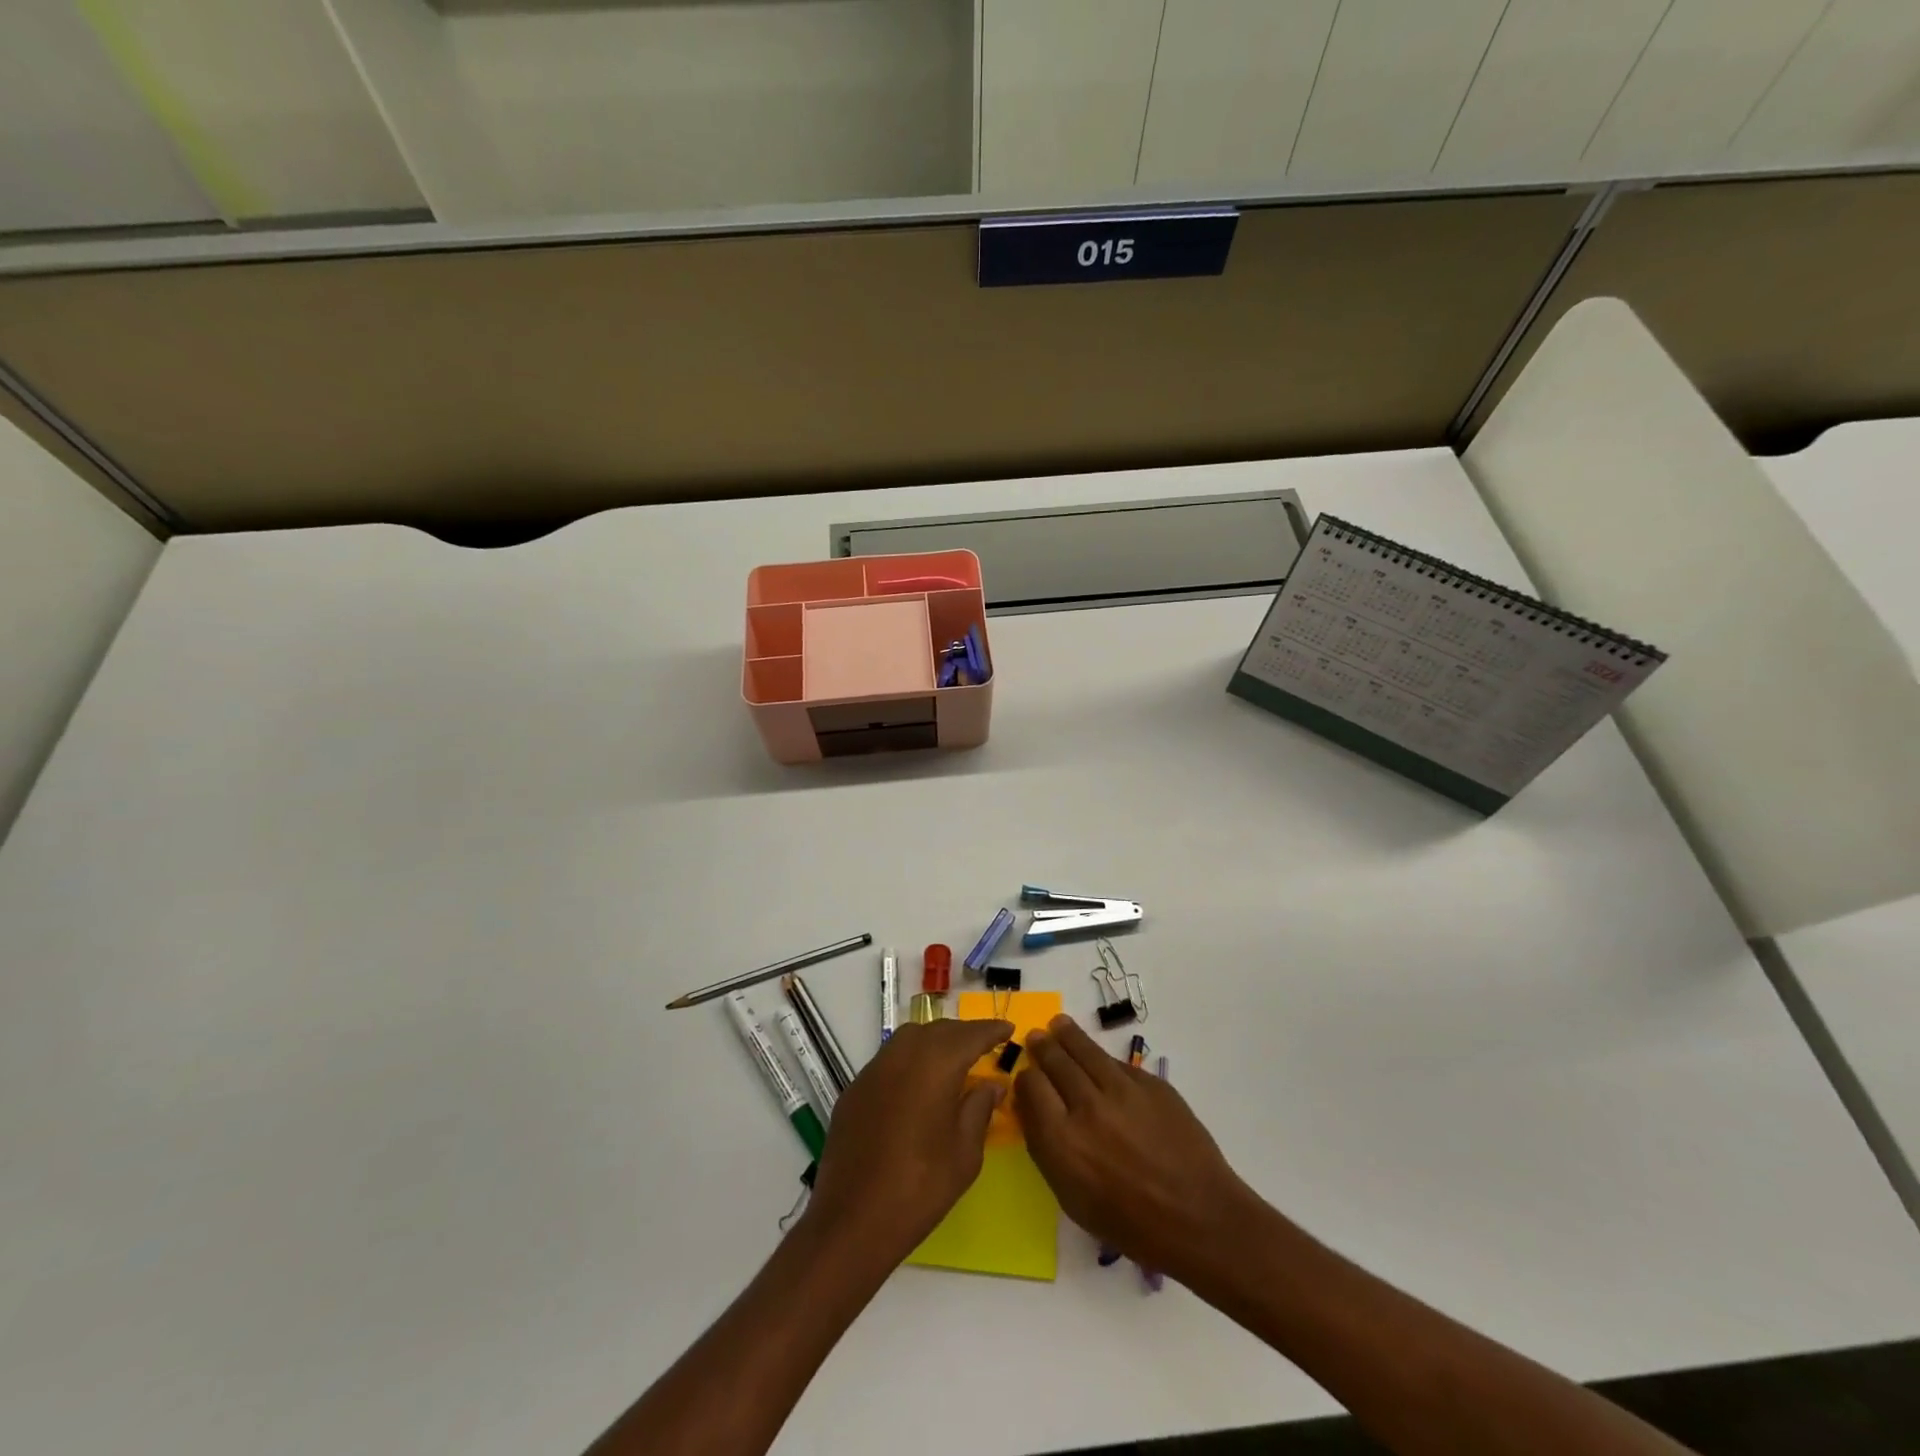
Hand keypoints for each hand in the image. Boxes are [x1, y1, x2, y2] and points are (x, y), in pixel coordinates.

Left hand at [804, 1017, 1013, 1263]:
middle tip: (984, 1047)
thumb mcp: (964, 1153)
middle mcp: (902, 1055)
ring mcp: (874, 1070)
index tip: (1008, 1028)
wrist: (852, 1220)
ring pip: (910, 1039)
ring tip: (953, 1062)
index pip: (970, 1035)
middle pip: (938, 1030)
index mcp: (935, 1065)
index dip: (991, 1030)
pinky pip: (889, 1060)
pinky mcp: (855, 1089)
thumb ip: (979, 1109)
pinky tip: (918, 1085)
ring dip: (934, 1042)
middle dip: (963, 1034)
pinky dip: (910, 1061)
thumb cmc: (920, 1188)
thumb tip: (992, 1083)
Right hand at [1018, 1015, 1260, 1284]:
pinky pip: (1117, 1063)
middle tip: (1037, 1037)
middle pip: (1055, 1061)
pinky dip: (1101, 1057)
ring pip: (1085, 1050)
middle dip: (1043, 1048)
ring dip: (1067, 1035)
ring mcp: (1122, 1090)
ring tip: (1059, 1025)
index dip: (1025, 1078)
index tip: (1026, 1077)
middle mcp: (1087, 1107)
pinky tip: (1097, 1057)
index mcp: (1062, 1141)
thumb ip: (1047, 1149)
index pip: (1031, 1086)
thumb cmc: (1131, 1223)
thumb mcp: (1072, 1198)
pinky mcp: (1150, 1084)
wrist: (1199, 1218)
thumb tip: (1034, 1109)